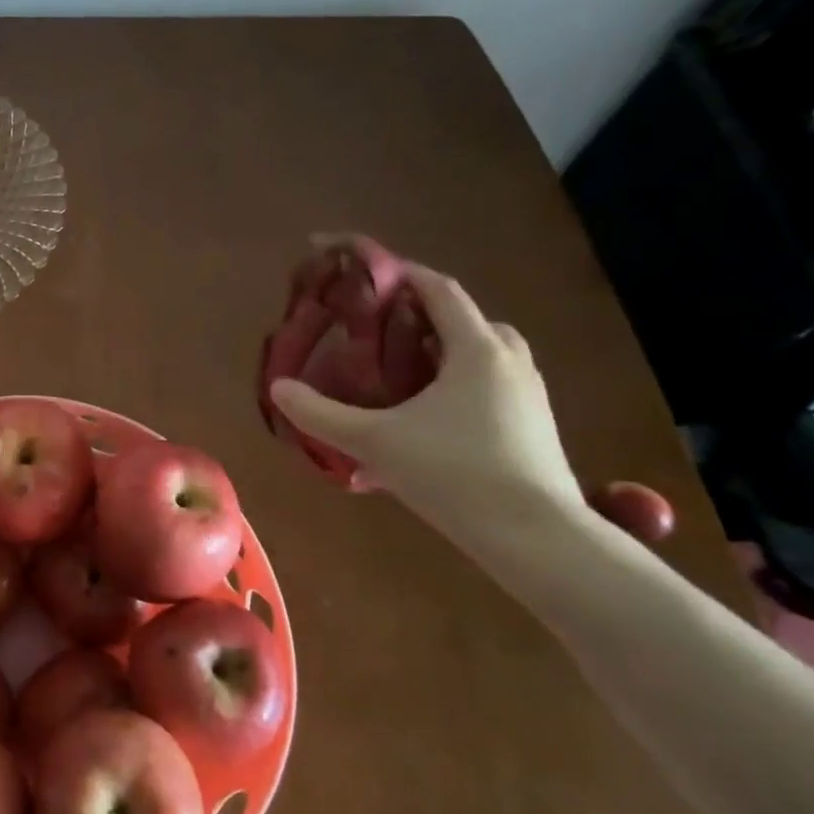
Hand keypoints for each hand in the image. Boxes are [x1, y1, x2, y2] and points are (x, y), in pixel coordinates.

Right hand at [267, 261, 585, 538]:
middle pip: (465, 320)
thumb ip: (320, 413)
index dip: (399, 274)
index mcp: (475, 350)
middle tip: (379, 333)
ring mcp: (527, 396)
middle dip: (421, 317)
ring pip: (481, 355)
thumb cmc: (454, 473)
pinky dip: (456, 386)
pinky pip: (488, 388)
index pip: (438, 290)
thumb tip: (278, 387)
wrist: (536, 539)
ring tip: (397, 376)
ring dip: (441, 354)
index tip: (362, 274)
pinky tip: (424, 421)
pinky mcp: (532, 428)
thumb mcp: (374, 441)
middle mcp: (509, 362)